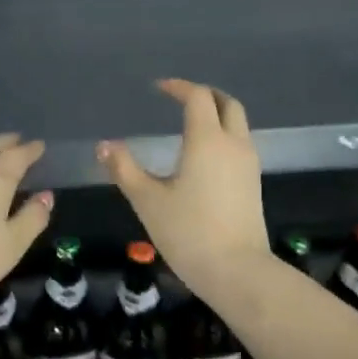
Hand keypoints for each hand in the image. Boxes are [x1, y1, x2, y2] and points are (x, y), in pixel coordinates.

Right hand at [98, 79, 269, 299]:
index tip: (159, 88)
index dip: (178, 88)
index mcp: (207, 140)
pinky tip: (204, 155)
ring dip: (217, 115)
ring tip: (190, 124)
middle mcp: (233, 144)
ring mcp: (248, 164)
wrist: (237, 271)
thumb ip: (124, 169)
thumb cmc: (188, 232)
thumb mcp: (147, 200)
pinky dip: (224, 136)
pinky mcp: (253, 183)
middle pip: (227, 104)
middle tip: (181, 97)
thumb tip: (104, 145)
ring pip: (238, 124)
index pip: (197, 97)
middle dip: (205, 95)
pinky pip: (240, 145)